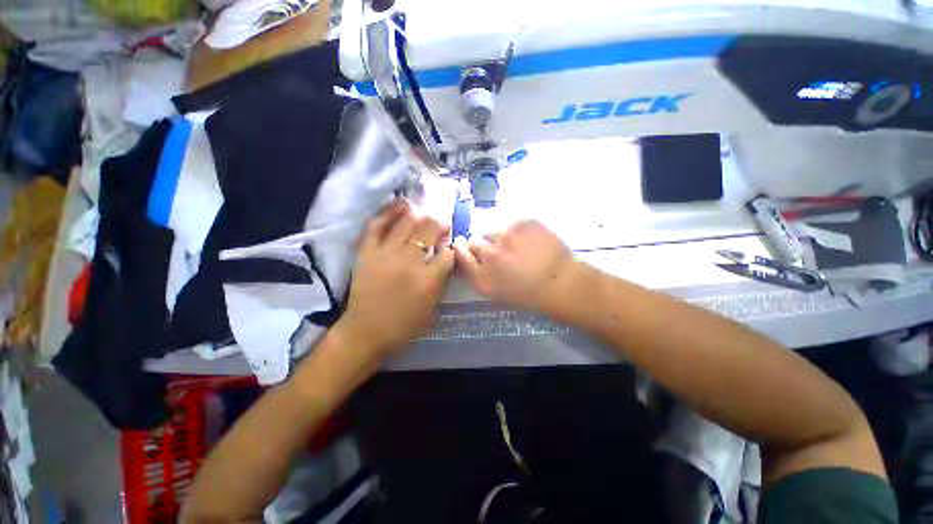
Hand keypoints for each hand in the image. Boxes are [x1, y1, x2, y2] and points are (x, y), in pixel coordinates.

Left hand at [340, 199, 454, 356]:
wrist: (366, 332)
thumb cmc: (404, 324)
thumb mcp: (432, 307)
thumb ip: (442, 280)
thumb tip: (446, 258)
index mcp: (428, 280)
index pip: (447, 254)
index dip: (451, 248)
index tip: (450, 246)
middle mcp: (409, 262)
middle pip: (428, 231)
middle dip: (439, 224)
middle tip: (441, 223)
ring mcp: (386, 254)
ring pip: (406, 223)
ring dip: (419, 215)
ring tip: (424, 213)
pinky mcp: (367, 252)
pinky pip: (377, 225)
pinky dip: (389, 212)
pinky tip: (400, 205)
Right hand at [454, 220, 579, 313]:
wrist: (562, 282)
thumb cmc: (528, 293)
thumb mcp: (496, 292)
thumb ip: (477, 274)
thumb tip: (469, 255)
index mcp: (481, 277)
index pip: (460, 254)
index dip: (461, 248)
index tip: (464, 245)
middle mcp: (488, 254)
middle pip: (473, 241)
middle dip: (482, 245)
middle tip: (499, 252)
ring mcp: (505, 236)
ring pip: (493, 231)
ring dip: (500, 238)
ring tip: (518, 247)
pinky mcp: (521, 222)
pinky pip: (511, 224)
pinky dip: (517, 231)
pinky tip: (530, 241)